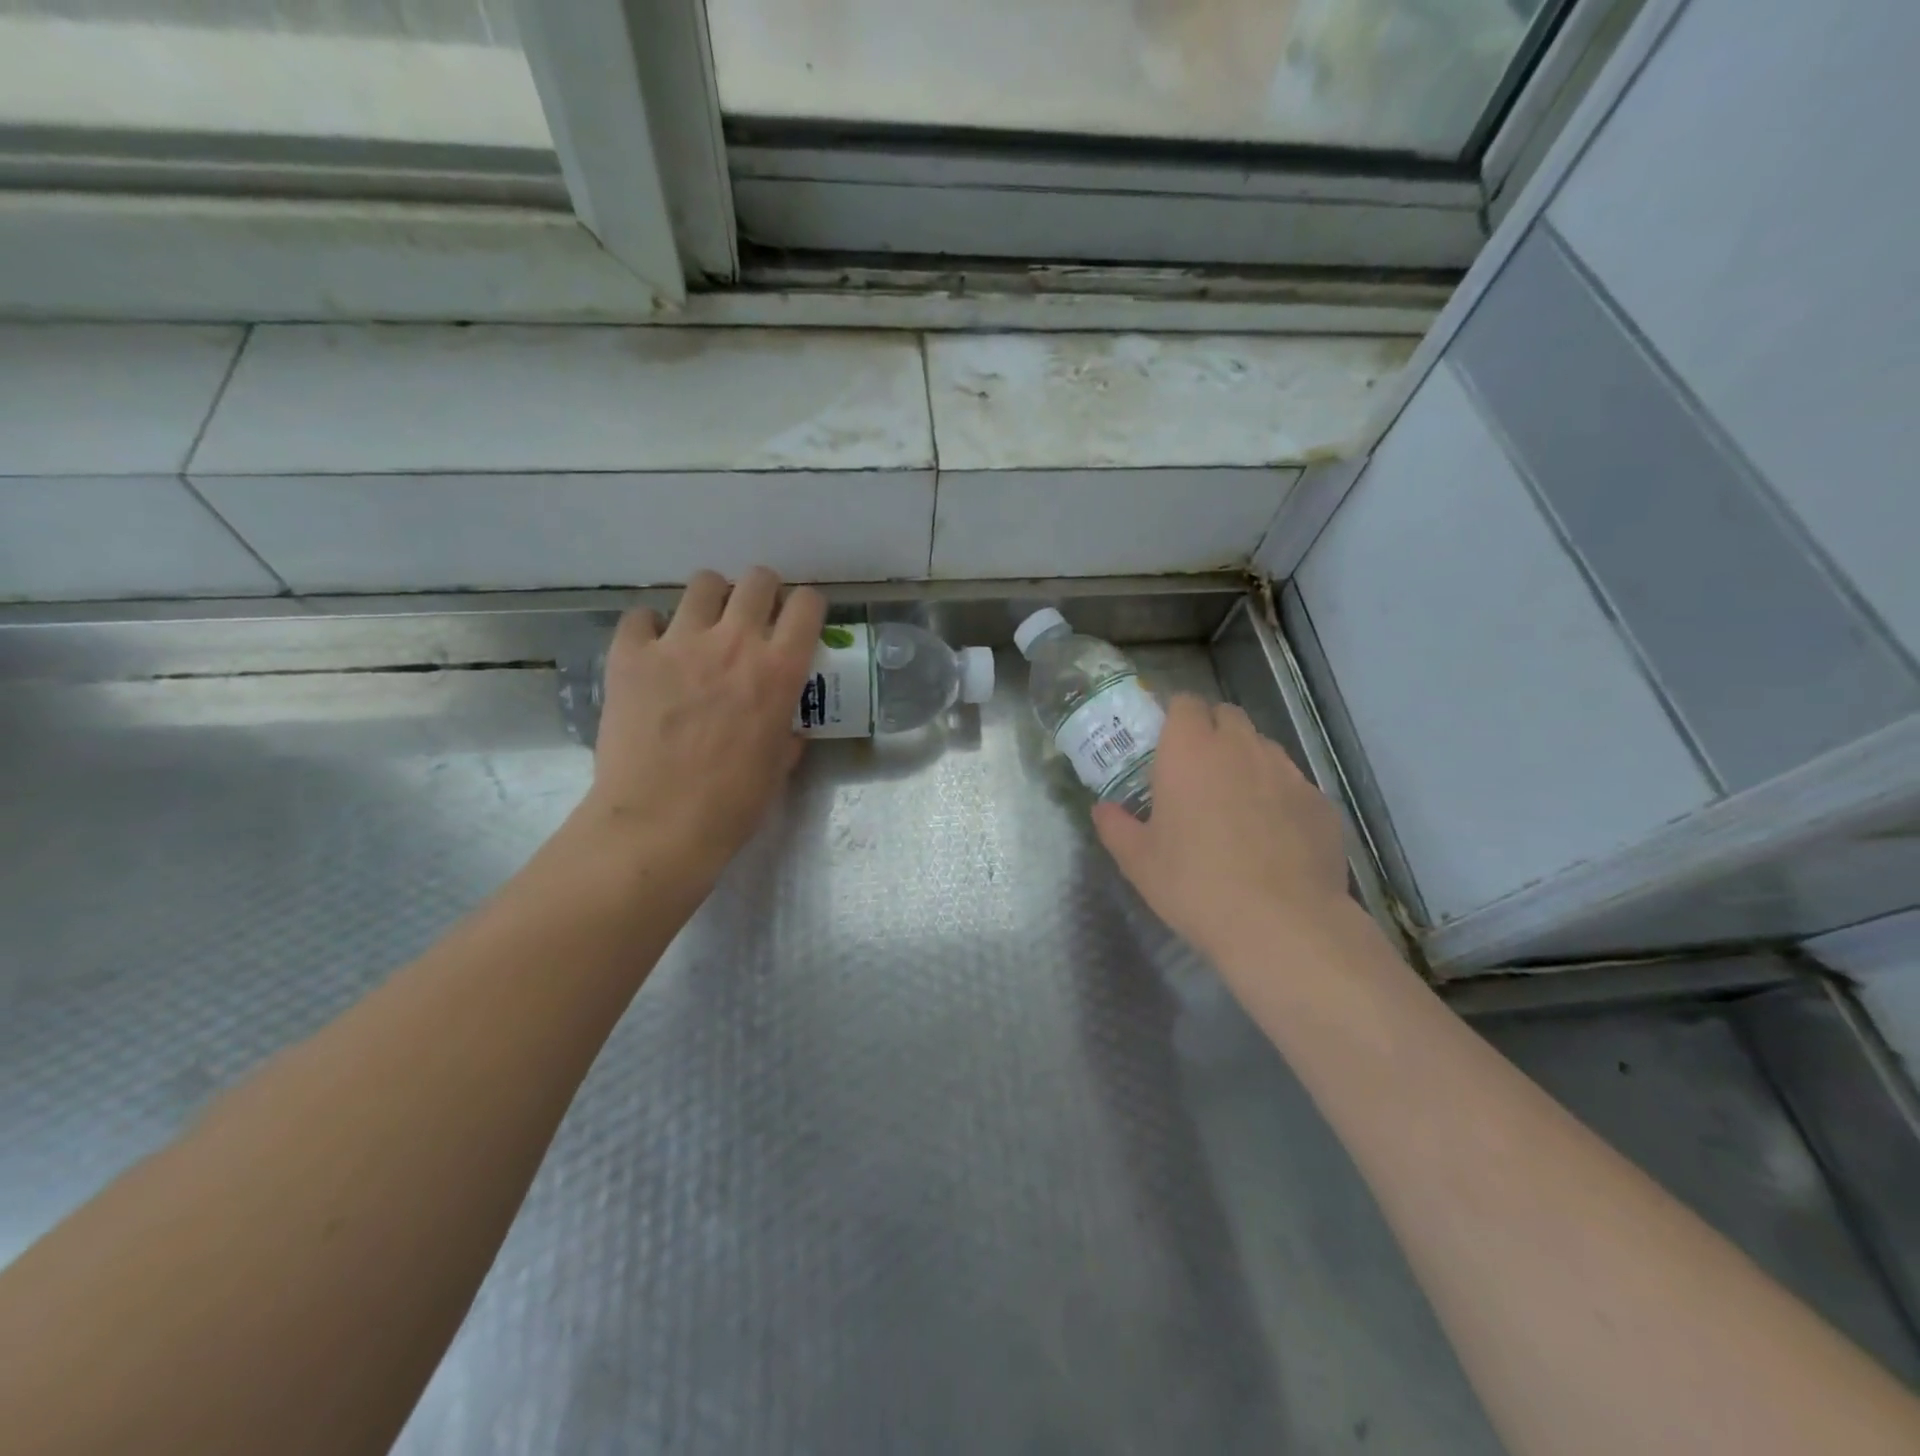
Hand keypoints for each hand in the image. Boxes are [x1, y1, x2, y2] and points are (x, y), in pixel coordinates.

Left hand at [577, 567, 825, 891]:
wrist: (658, 824)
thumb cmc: (731, 804)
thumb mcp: (778, 765)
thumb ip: (787, 731)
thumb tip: (785, 725)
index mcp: (779, 670)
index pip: (807, 605)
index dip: (806, 608)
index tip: (799, 622)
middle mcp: (734, 642)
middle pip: (757, 580)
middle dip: (762, 593)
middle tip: (753, 620)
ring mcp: (678, 643)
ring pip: (703, 583)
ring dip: (711, 601)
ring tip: (703, 628)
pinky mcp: (630, 654)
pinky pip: (642, 615)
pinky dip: (651, 627)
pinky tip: (653, 652)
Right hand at [1093, 695, 1350, 969]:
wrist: (1282, 924)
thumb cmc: (1195, 884)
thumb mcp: (1138, 861)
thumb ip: (1115, 826)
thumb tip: (1103, 809)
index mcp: (1190, 751)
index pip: (1184, 703)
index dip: (1175, 717)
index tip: (1165, 744)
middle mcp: (1241, 747)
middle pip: (1226, 715)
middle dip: (1211, 731)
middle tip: (1196, 772)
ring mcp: (1287, 771)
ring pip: (1263, 747)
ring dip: (1245, 761)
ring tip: (1236, 804)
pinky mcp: (1320, 801)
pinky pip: (1293, 783)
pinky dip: (1278, 796)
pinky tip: (1273, 835)